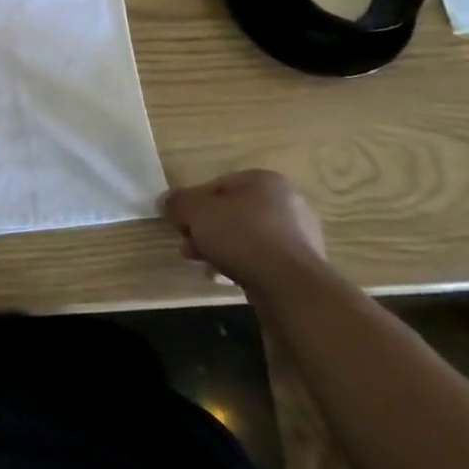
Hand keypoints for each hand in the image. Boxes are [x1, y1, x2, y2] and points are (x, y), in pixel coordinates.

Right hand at [159, 169, 328, 297]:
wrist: (290, 287)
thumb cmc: (241, 235)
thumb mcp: (196, 212)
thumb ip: (178, 203)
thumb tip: (165, 200)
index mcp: (265, 181)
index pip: (217, 185)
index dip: (193, 203)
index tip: (180, 222)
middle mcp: (288, 204)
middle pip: (232, 213)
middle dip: (205, 230)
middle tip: (187, 245)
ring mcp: (300, 238)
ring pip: (246, 239)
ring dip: (220, 250)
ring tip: (202, 265)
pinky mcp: (302, 268)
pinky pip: (262, 261)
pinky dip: (242, 266)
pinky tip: (224, 279)